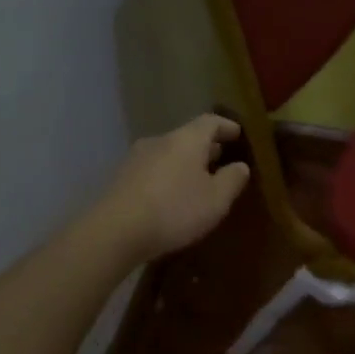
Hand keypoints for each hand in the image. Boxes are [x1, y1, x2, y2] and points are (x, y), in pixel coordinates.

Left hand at [95, 114, 251, 260]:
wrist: (114, 231)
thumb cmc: (174, 210)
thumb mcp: (216, 199)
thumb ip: (232, 179)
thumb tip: (240, 166)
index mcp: (186, 140)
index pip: (210, 121)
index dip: (226, 126)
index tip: (238, 134)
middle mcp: (160, 141)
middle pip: (187, 137)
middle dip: (206, 147)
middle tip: (221, 159)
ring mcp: (136, 159)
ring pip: (168, 153)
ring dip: (185, 163)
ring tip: (198, 180)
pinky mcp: (121, 178)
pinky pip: (153, 170)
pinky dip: (168, 176)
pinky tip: (172, 196)